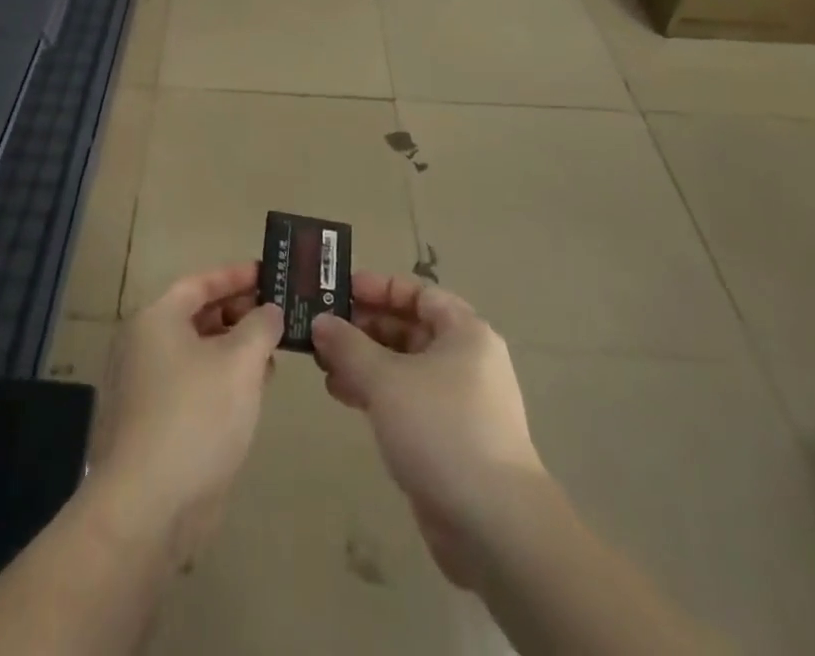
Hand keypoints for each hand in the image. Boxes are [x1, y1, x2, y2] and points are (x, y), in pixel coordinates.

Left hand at [85, 262, 282, 564]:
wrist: (147, 507)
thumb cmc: (195, 416)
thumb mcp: (240, 362)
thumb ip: (260, 327)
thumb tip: (269, 311)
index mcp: (156, 319)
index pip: (199, 282)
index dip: (236, 276)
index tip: (269, 273)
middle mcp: (143, 345)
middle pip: (197, 316)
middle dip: (239, 314)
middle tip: (278, 316)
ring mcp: (144, 387)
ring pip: (197, 353)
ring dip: (234, 350)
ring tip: (273, 354)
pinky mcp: (152, 424)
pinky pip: (192, 385)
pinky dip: (221, 380)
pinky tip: (252, 393)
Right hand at [311, 273, 543, 587]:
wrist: (495, 526)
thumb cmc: (441, 429)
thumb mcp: (385, 379)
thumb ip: (348, 346)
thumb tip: (320, 321)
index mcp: (464, 332)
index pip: (418, 293)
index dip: (378, 288)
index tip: (339, 291)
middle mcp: (466, 361)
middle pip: (409, 328)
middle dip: (364, 328)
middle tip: (321, 330)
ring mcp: (460, 403)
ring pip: (404, 367)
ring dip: (364, 363)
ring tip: (323, 366)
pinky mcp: (450, 440)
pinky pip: (407, 401)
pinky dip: (376, 393)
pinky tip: (343, 396)